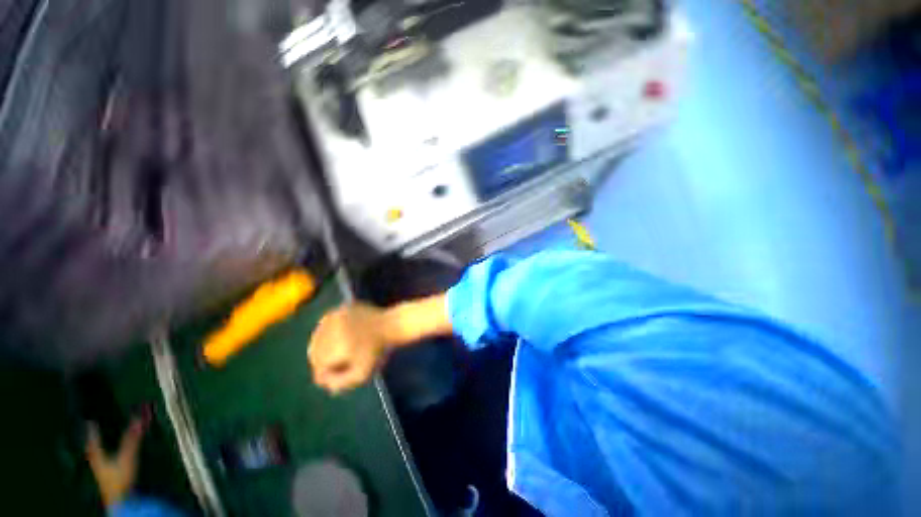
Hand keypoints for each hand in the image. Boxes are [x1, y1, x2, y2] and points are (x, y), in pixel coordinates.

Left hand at [85, 415, 147, 506]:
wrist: (122, 503)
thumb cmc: (120, 479)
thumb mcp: (127, 457)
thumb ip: (132, 439)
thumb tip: (140, 416)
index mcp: (97, 457)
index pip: (93, 442)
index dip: (92, 432)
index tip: (90, 422)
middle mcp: (98, 464)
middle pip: (94, 451)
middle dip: (94, 443)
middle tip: (93, 434)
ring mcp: (104, 475)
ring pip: (99, 460)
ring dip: (101, 451)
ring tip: (102, 446)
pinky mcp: (111, 482)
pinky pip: (107, 467)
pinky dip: (108, 461)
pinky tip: (112, 463)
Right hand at [308, 303, 391, 394]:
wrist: (391, 325)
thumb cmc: (378, 351)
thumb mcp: (362, 373)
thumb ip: (341, 383)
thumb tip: (323, 384)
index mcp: (338, 346)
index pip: (319, 366)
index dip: (325, 373)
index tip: (335, 375)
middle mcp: (334, 330)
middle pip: (314, 351)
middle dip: (321, 360)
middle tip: (333, 365)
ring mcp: (336, 316)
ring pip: (317, 337)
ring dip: (322, 347)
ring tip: (337, 351)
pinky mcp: (340, 308)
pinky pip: (325, 325)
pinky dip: (327, 333)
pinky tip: (340, 337)